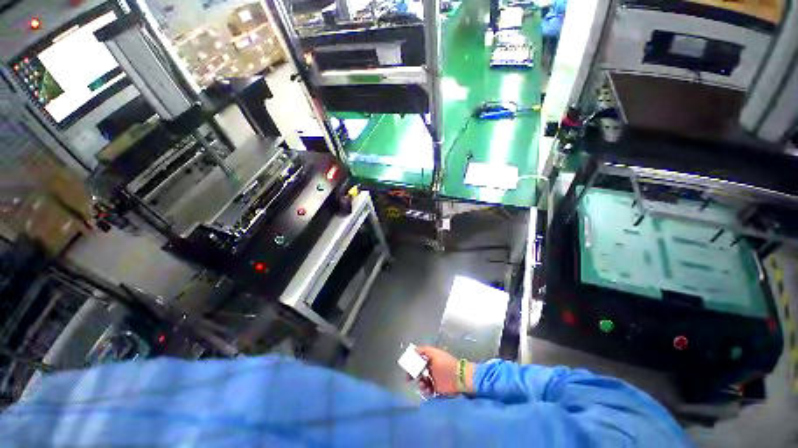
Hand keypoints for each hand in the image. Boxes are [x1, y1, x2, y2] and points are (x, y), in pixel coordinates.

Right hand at [413, 346, 473, 395]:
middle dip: (413, 374)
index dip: (412, 362)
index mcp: (430, 358)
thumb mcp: (434, 354)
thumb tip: (412, 349)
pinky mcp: (436, 388)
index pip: (418, 359)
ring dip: (420, 383)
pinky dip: (425, 390)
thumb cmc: (446, 364)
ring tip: (423, 384)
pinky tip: (428, 390)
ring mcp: (433, 378)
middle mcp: (431, 367)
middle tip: (409, 378)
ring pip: (421, 381)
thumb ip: (423, 351)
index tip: (406, 366)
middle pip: (418, 370)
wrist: (460, 378)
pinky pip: (427, 389)